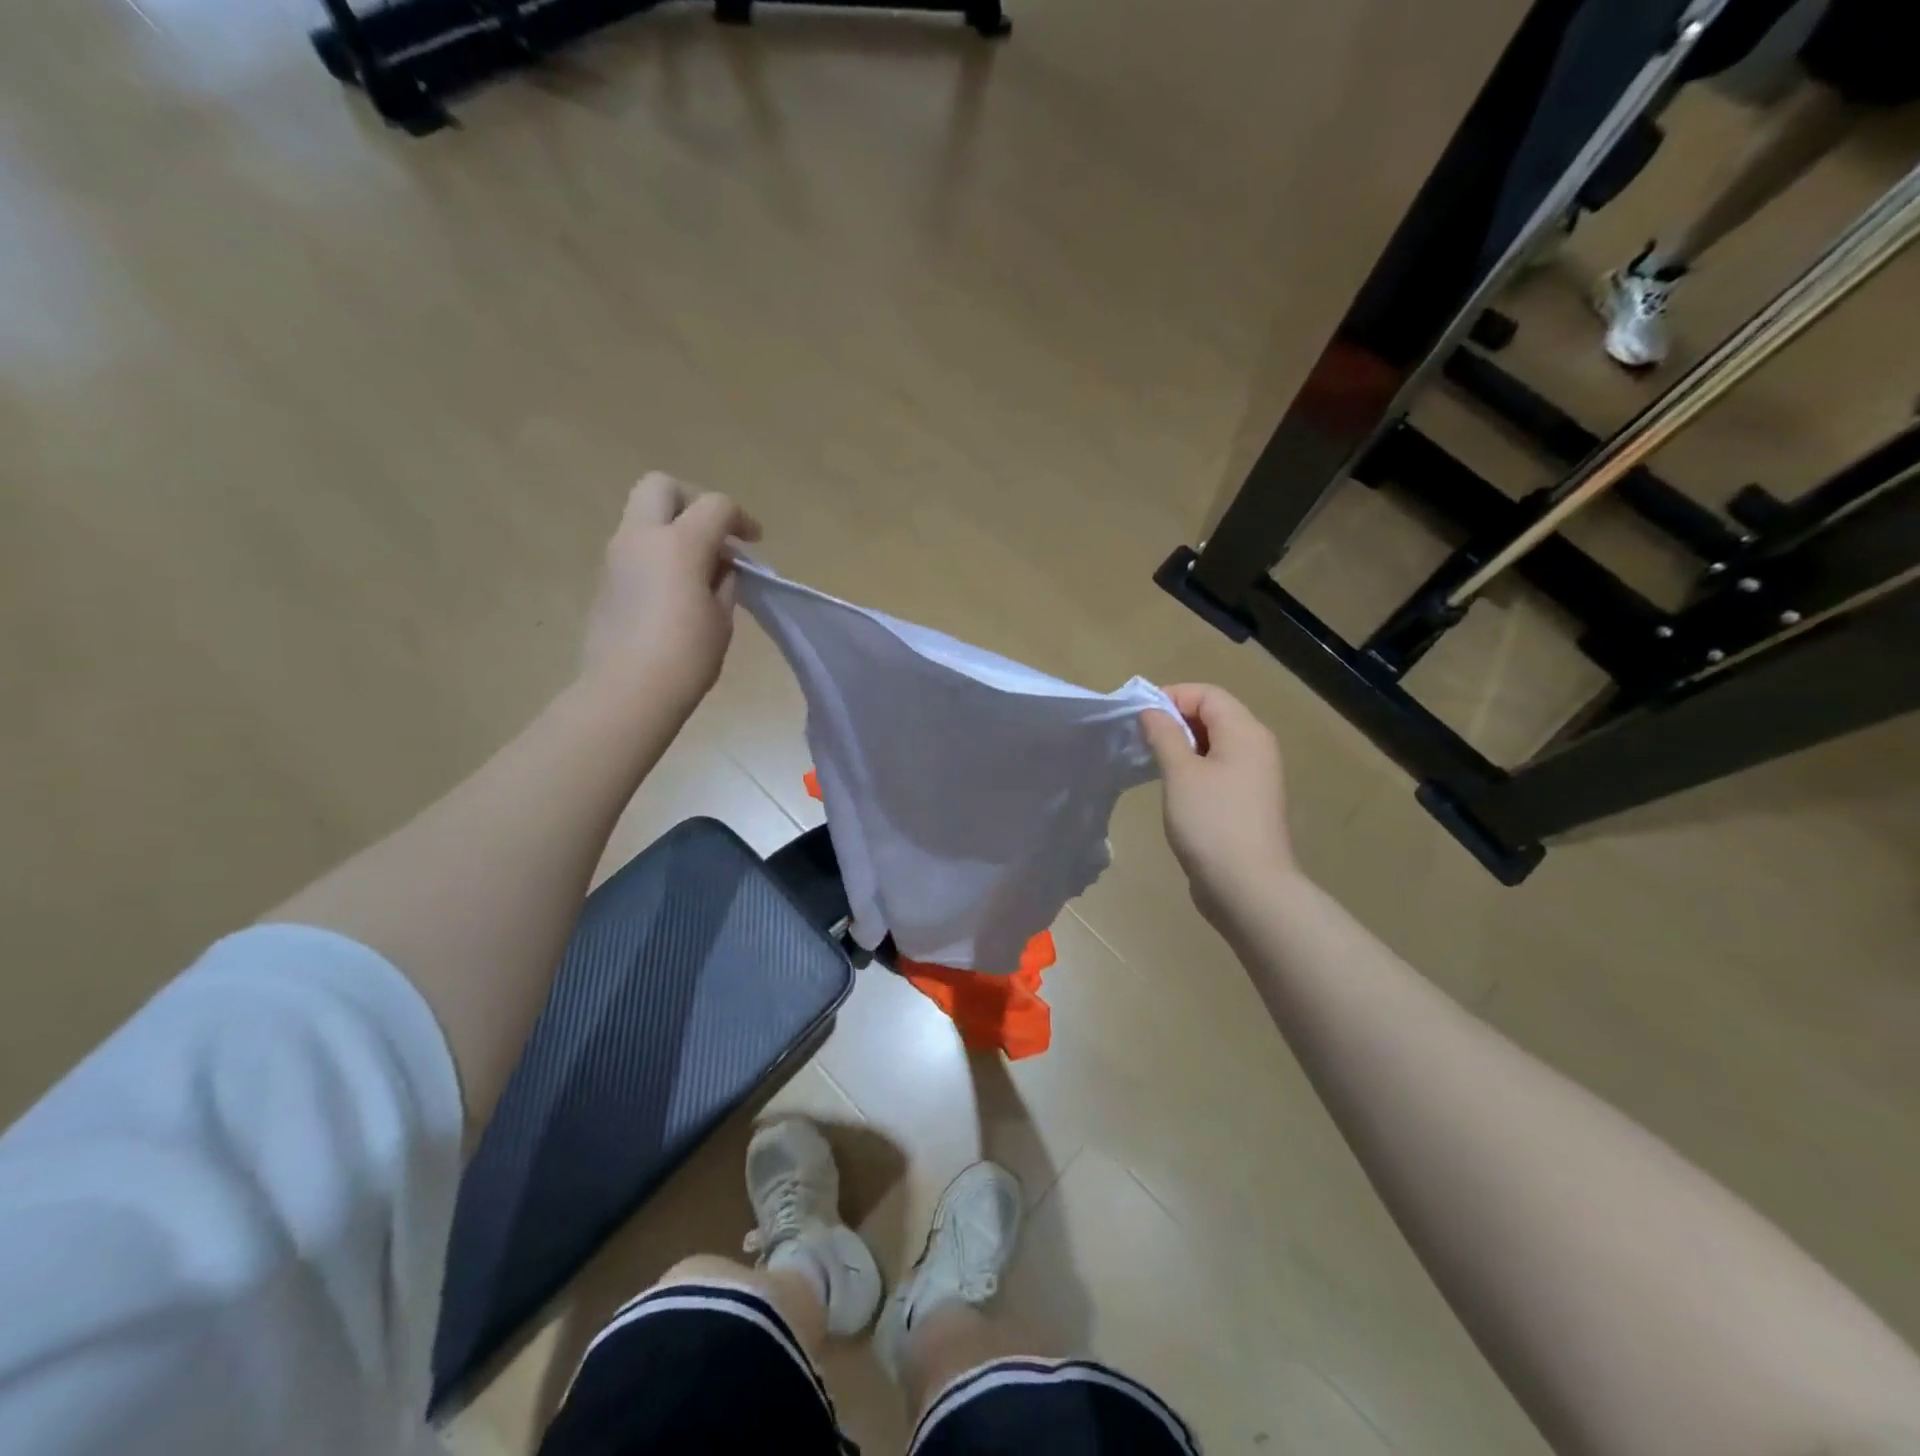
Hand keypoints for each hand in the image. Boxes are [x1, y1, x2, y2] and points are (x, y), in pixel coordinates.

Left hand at [580, 473, 761, 708]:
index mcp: (679, 544)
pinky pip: (634, 548)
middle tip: (713, 532)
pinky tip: (674, 588)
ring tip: (697, 566)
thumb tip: (720, 566)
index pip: (715, 506)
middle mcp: (642, 538)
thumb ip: (724, 581)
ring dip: (672, 528)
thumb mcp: (721, 617)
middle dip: (692, 500)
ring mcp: (616, 556)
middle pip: (662, 486)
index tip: (754, 542)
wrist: (627, 690)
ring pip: (643, 515)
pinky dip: (657, 553)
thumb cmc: (686, 656)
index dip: (741, 518)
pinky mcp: (605, 580)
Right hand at [1141, 684, 1296, 924]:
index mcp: (1245, 732)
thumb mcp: (1180, 773)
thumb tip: (1152, 711)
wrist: (1248, 887)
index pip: (1207, 694)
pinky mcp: (1246, 801)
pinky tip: (1171, 786)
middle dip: (1174, 720)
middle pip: (1213, 715)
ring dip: (1181, 745)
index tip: (1138, 717)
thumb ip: (1164, 735)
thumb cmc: (1211, 822)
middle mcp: (1256, 747)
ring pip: (1214, 744)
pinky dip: (1193, 768)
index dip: (1171, 696)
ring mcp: (1254, 776)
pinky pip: (1218, 769)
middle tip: (1139, 738)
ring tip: (1150, 761)